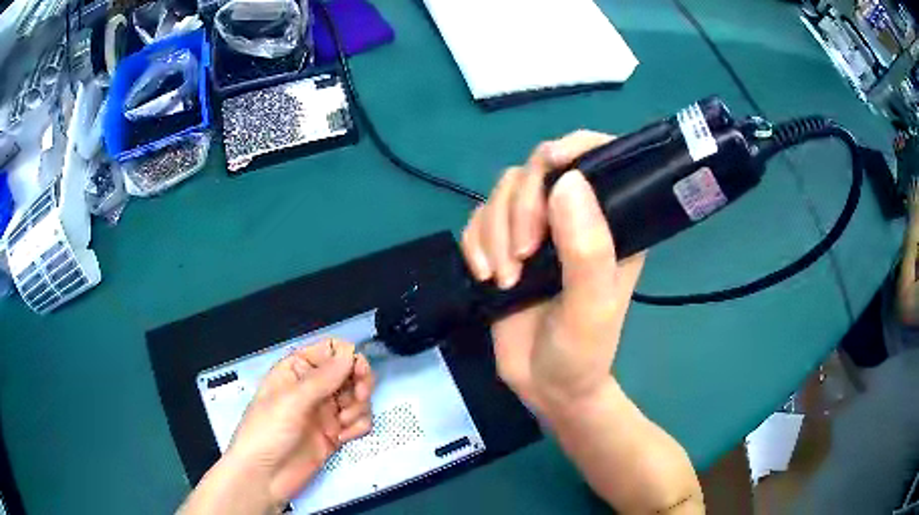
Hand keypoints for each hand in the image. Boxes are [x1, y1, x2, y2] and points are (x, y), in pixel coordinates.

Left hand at [179, 339, 374, 513]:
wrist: (264, 477)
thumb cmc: (267, 432)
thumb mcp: (291, 401)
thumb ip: (322, 379)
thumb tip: (350, 353)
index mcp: (297, 370)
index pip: (331, 350)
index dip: (349, 357)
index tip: (359, 373)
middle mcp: (313, 387)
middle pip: (350, 372)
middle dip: (360, 383)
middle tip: (360, 397)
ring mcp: (325, 411)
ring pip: (358, 397)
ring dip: (358, 408)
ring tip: (343, 424)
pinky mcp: (335, 433)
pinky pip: (359, 421)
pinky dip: (358, 427)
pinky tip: (344, 438)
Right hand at [461, 130, 644, 414]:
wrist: (545, 387)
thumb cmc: (581, 352)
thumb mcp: (592, 307)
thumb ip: (587, 248)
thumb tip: (567, 180)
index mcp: (611, 223)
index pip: (598, 158)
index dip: (575, 147)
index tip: (550, 164)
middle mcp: (575, 217)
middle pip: (537, 169)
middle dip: (521, 207)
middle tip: (523, 257)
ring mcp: (538, 230)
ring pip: (503, 192)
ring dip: (495, 232)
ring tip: (504, 278)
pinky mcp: (504, 246)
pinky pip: (478, 219)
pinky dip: (475, 243)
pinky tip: (485, 275)